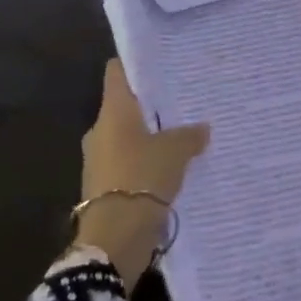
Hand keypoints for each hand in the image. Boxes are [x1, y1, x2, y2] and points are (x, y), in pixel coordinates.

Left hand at [76, 59, 210, 287]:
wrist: (114, 239)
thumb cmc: (142, 178)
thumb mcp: (175, 151)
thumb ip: (190, 135)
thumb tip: (202, 128)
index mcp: (112, 111)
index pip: (117, 72)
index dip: (135, 63)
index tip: (160, 61)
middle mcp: (100, 130)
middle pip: (125, 105)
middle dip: (150, 104)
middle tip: (182, 100)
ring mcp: (99, 159)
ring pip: (127, 136)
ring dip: (149, 137)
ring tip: (182, 135)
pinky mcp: (104, 187)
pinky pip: (128, 164)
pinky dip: (145, 163)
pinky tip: (171, 168)